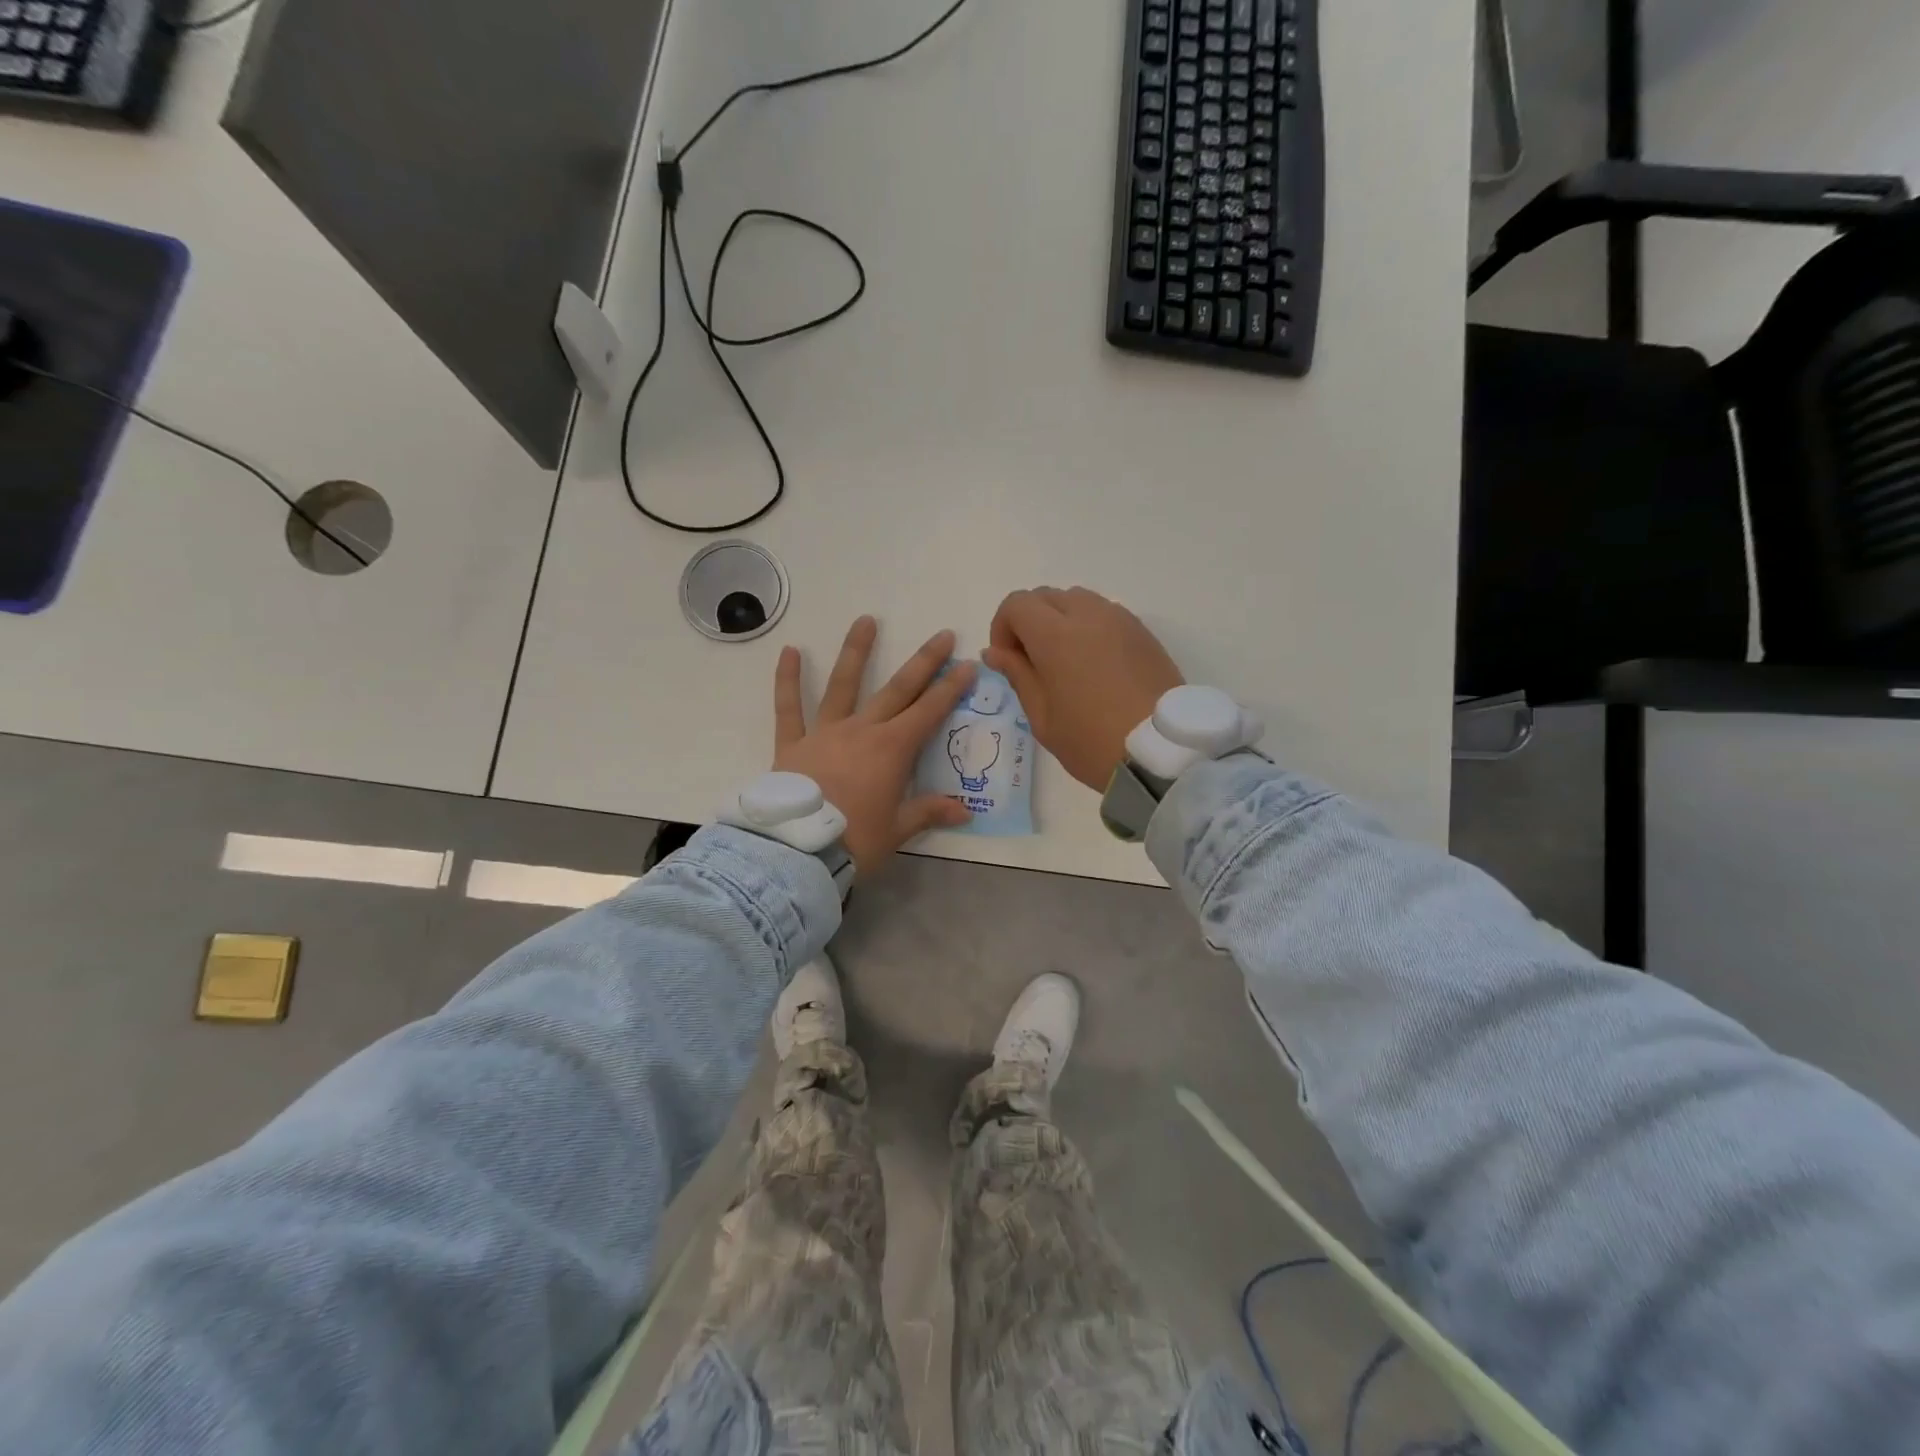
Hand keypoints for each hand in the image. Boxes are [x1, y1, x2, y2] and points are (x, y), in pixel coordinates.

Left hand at [773, 616, 976, 874]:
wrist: (798, 852)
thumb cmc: (854, 841)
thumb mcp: (898, 830)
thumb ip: (929, 812)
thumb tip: (965, 812)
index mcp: (892, 750)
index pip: (929, 712)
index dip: (951, 688)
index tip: (967, 664)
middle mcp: (862, 731)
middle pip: (898, 690)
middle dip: (924, 663)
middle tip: (942, 636)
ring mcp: (825, 733)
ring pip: (843, 685)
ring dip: (856, 652)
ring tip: (866, 620)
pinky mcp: (793, 744)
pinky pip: (789, 708)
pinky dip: (787, 680)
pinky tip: (789, 651)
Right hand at [983, 587, 1182, 789]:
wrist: (1162, 753)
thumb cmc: (1092, 741)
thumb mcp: (1042, 717)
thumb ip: (1017, 675)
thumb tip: (995, 652)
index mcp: (1055, 635)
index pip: (1016, 604)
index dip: (1002, 628)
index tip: (1008, 661)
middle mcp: (1087, 614)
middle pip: (1045, 596)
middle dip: (1029, 621)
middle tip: (1033, 663)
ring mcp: (1119, 619)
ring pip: (1077, 600)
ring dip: (1060, 620)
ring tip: (1065, 662)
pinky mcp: (1142, 631)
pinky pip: (1105, 613)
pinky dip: (1089, 627)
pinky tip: (1094, 665)